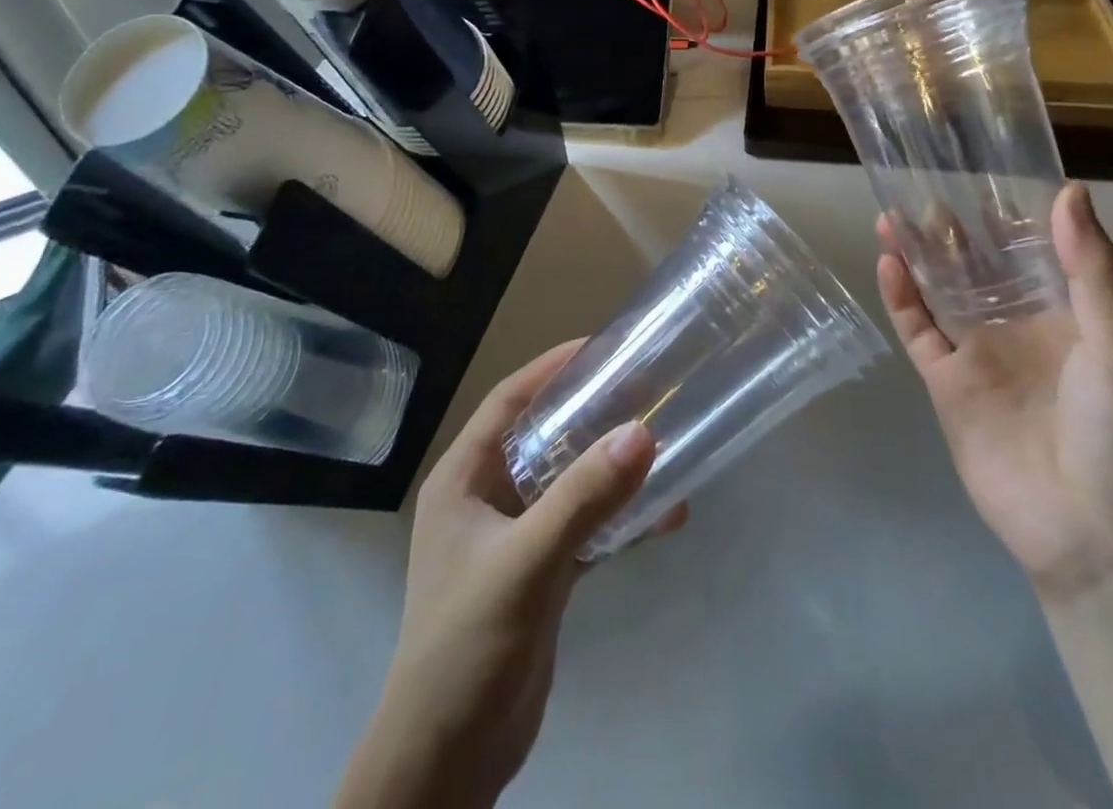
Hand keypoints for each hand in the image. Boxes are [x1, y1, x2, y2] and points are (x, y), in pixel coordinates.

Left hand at [336, 342, 687, 808]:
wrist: (447, 765)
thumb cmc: (466, 648)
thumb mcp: (525, 564)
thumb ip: (583, 499)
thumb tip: (643, 431)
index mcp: (464, 479)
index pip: (509, 401)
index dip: (552, 368)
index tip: (603, 347)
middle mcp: (487, 498)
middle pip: (544, 435)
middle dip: (592, 411)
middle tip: (645, 388)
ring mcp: (514, 537)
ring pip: (569, 480)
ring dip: (611, 465)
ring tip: (663, 441)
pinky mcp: (540, 573)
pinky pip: (585, 526)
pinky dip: (620, 517)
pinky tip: (666, 514)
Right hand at [877, 181, 1112, 601]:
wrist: (1097, 540)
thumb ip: (1093, 270)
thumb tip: (1069, 191)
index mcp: (1068, 314)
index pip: (1034, 250)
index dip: (1010, 213)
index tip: (984, 171)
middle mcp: (1020, 326)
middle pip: (979, 265)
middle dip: (955, 229)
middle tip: (926, 185)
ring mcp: (979, 355)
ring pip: (941, 291)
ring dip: (920, 255)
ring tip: (895, 214)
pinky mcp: (947, 385)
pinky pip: (919, 331)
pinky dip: (902, 298)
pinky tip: (889, 263)